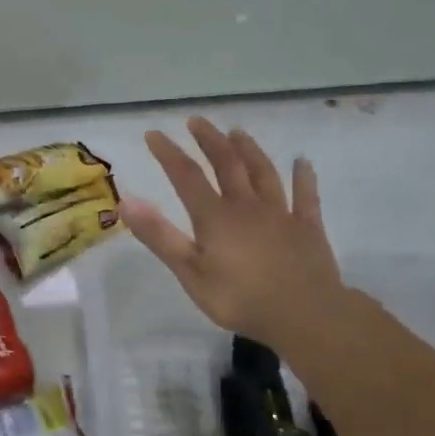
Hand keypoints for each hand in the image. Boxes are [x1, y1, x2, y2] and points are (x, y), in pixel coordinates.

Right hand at [121, 116, 343, 348]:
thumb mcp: (189, 271)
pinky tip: (303, 162)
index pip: (186, 176)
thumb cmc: (239, 297)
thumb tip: (126, 201)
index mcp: (215, 216)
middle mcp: (246, 206)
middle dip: (209, 141)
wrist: (305, 314)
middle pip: (227, 164)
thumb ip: (159, 235)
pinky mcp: (307, 228)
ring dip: (249, 150)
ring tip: (237, 132)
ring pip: (263, 173)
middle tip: (197, 121)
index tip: (154, 134)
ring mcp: (280, 214)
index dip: (168, 153)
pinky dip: (303, 177)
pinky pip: (305, 196)